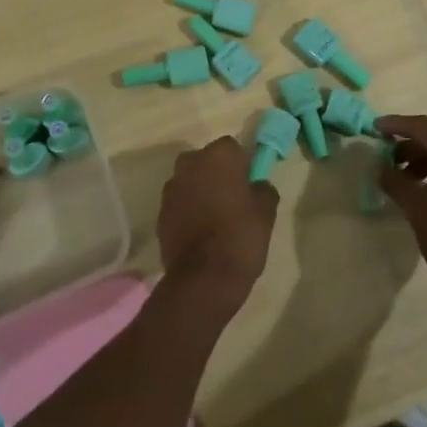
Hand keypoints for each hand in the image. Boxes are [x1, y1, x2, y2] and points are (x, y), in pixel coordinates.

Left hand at [156, 136, 277, 319]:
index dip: (241, 164)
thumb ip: (263, 189)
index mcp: (218, 156)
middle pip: (206, 161)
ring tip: (215, 219)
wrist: (204, 278)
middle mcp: (189, 164)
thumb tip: (257, 185)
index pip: (231, 147)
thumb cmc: (240, 236)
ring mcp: (171, 188)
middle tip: (232, 199)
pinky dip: (188, 211)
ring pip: (190, 182)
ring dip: (200, 192)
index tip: (248, 184)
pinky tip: (201, 233)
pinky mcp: (160, 213)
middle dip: (216, 174)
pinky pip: (180, 203)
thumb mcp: (266, 211)